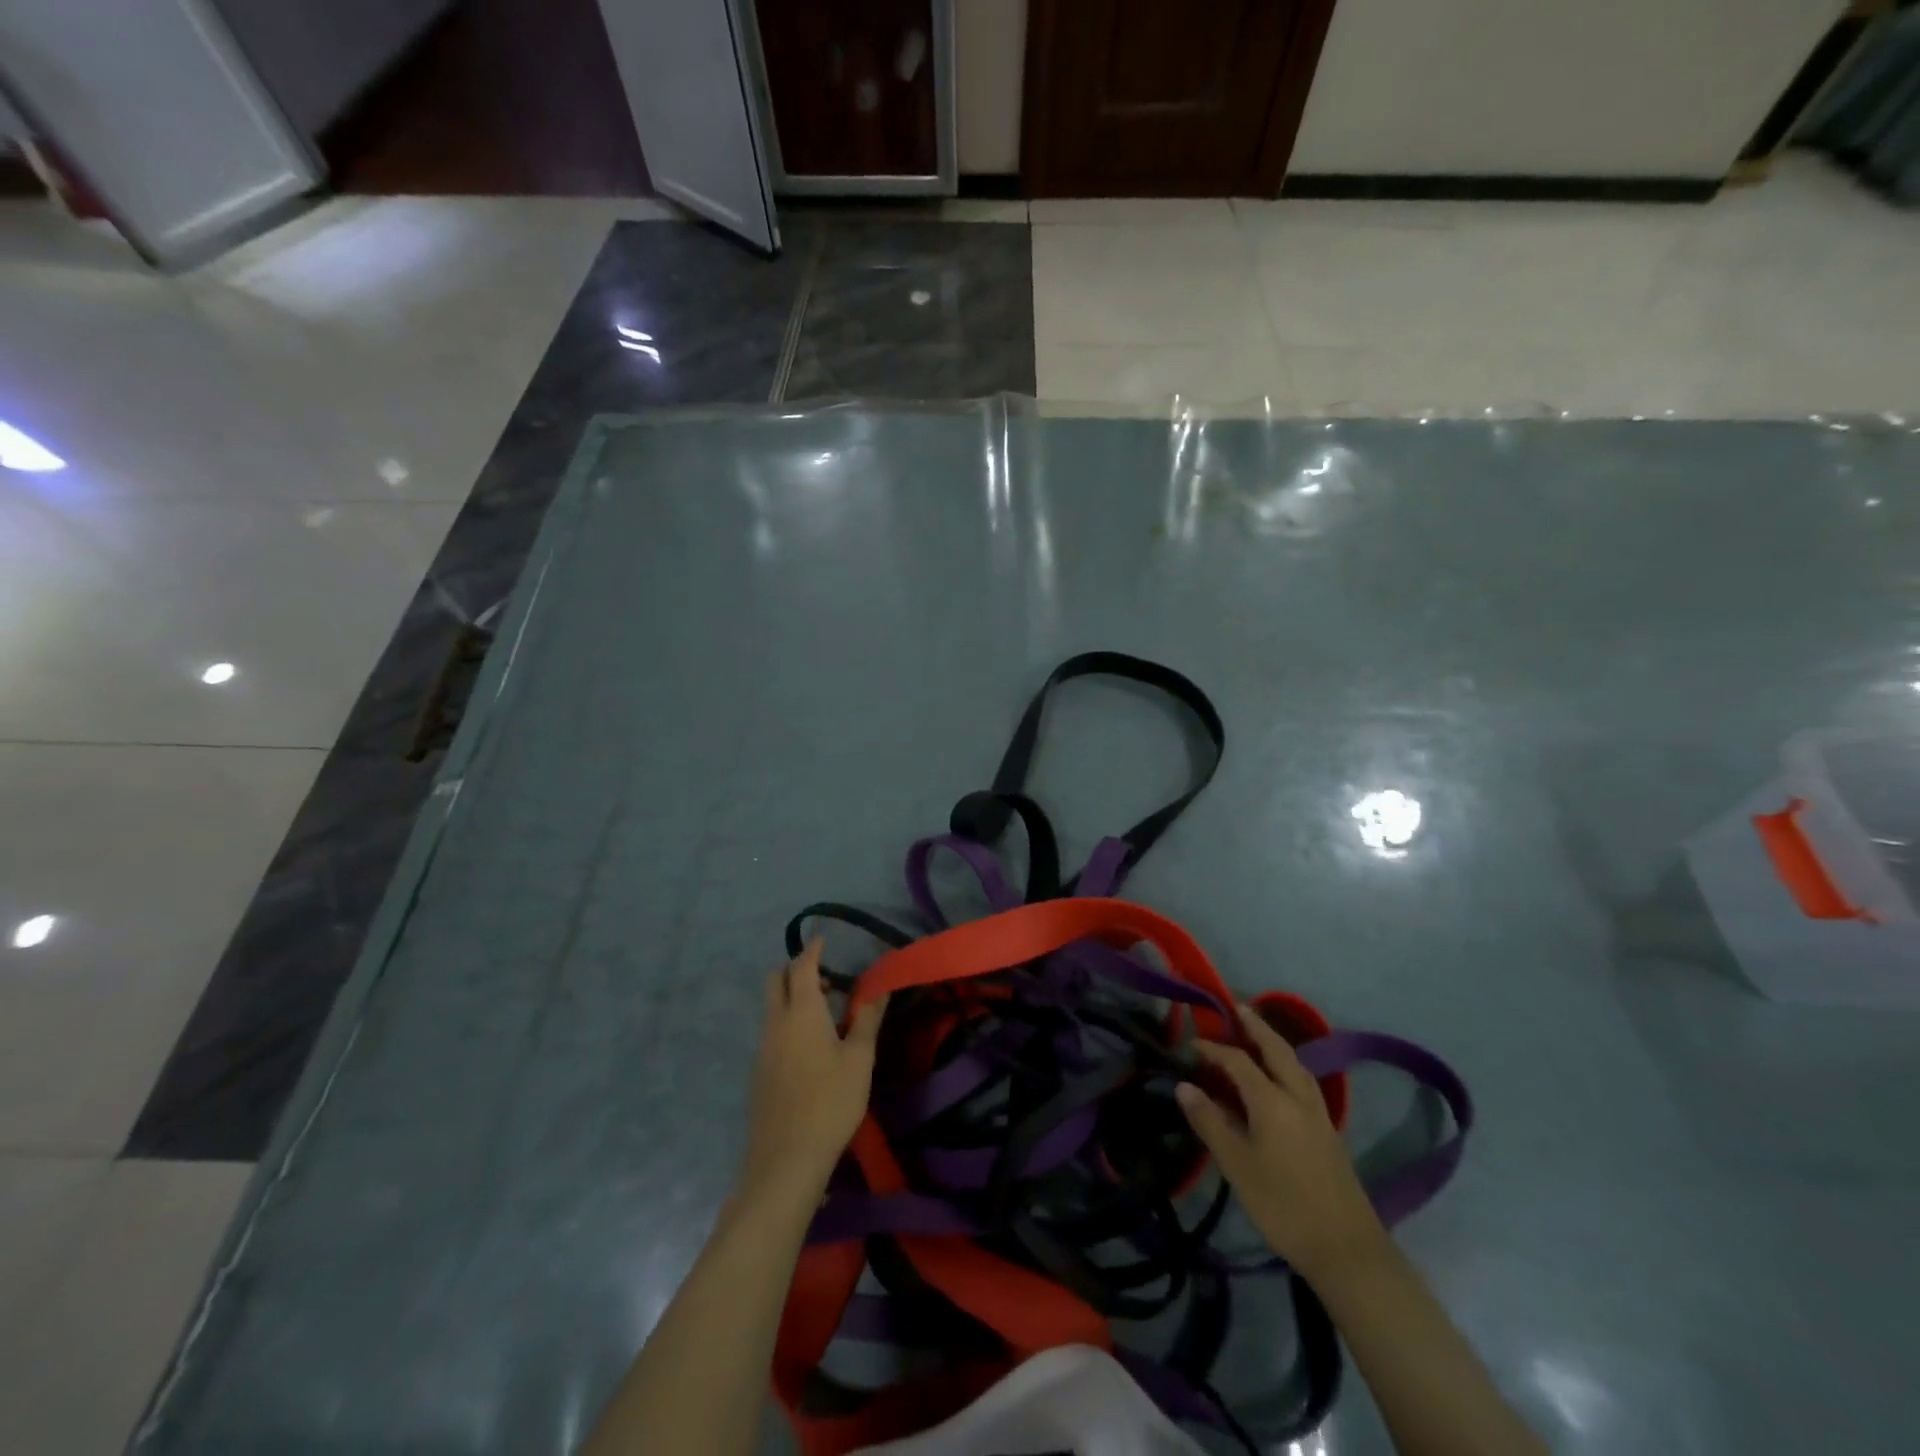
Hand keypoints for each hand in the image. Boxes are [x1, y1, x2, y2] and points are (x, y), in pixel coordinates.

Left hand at [739, 939, 887, 1204]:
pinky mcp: (760, 1072)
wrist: (787, 1159)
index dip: (813, 950)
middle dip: (796, 969)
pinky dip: (788, 1020)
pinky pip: (772, 1030)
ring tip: (827, 1011)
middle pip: (776, 981)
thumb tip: (879, 989)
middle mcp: (776, 1023)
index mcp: (801, 1013)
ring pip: (773, 1006)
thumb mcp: (859, 1059)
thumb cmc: (830, 1102)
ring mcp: (763, 1048)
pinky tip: (812, 1045)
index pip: (802, 967)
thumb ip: (868, 1020)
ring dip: (794, 996)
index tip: (823, 939)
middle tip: (826, 977)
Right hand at [1176, 1004, 1387, 1283]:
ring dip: (1276, 1044)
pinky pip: (1304, 1082)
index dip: (1213, 1049)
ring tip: (1259, 1034)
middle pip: (1277, 1050)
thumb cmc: (1283, 1206)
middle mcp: (1298, 1097)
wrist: (1347, 1250)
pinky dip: (1288, 1065)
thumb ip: (1210, 1122)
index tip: (1191, 1045)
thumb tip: (1184, 1085)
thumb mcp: (1237, 1165)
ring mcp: (1318, 1114)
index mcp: (1272, 1100)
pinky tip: (1281, 1077)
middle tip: (1238, 1008)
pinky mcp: (1328, 1132)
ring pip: (1296, 1065)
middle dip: (1257, 1027)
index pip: (1238, 1061)